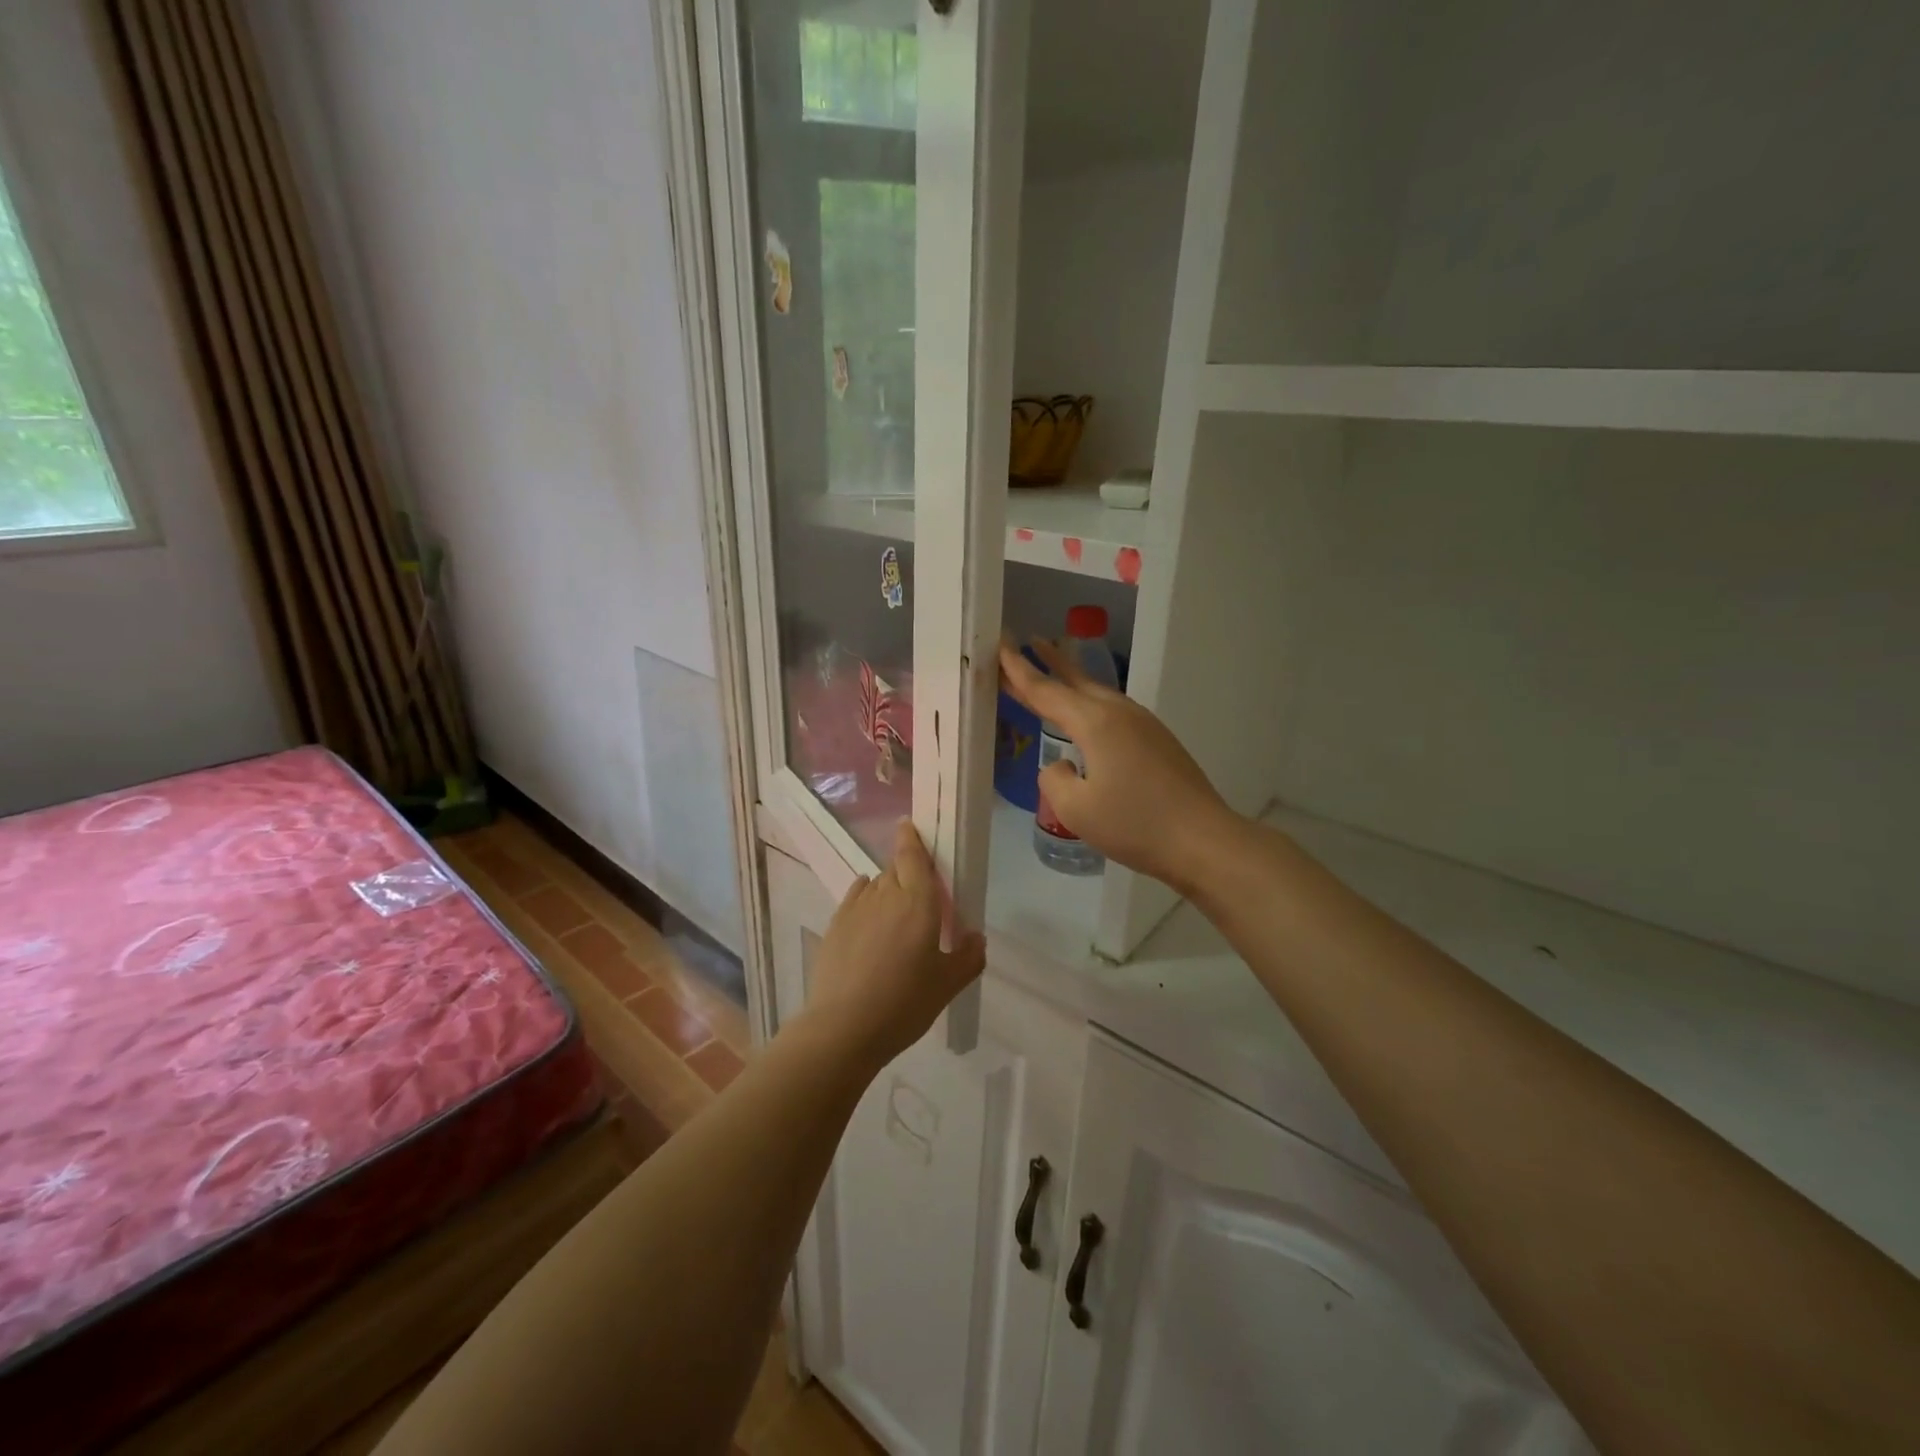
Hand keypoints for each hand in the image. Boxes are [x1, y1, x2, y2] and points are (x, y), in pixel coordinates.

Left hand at [802, 820, 986, 1068]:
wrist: (843, 1028)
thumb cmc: (904, 1003)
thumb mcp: (947, 985)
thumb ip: (968, 957)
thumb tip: (976, 937)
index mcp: (918, 903)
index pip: (913, 856)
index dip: (911, 838)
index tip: (909, 825)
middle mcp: (886, 895)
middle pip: (896, 869)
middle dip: (907, 871)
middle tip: (920, 892)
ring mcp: (856, 908)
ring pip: (876, 884)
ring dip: (887, 889)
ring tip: (896, 915)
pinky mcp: (835, 925)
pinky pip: (855, 898)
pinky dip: (865, 899)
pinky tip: (870, 915)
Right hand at [999, 638, 1242, 894]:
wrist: (1203, 840)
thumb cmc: (1135, 824)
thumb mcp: (1075, 809)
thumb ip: (1053, 779)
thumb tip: (1062, 765)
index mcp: (1095, 722)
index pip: (1046, 690)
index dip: (1019, 670)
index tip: (1001, 645)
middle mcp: (1119, 713)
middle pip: (1075, 681)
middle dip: (1049, 663)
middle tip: (1027, 642)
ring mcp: (1143, 725)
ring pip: (1097, 693)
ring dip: (1072, 681)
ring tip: (1053, 670)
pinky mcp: (1158, 741)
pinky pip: (1113, 711)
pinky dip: (1089, 704)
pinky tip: (1087, 718)